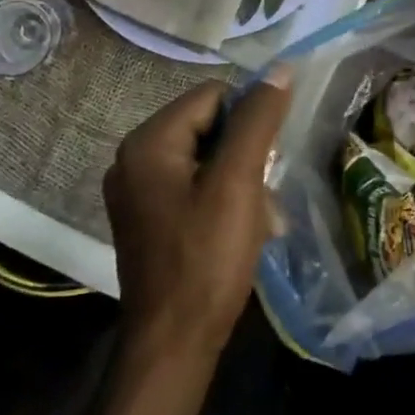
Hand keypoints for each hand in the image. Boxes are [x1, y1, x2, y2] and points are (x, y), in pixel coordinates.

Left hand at [103, 68, 291, 369]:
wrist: (173, 345)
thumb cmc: (206, 259)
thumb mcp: (238, 183)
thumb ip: (257, 122)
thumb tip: (280, 69)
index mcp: (148, 142)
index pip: (212, 96)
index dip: (249, 117)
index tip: (270, 156)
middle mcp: (133, 158)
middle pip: (206, 125)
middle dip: (244, 152)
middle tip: (263, 191)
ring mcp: (137, 191)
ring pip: (204, 157)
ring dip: (238, 177)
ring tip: (257, 215)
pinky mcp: (148, 218)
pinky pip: (192, 185)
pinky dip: (221, 197)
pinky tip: (240, 228)